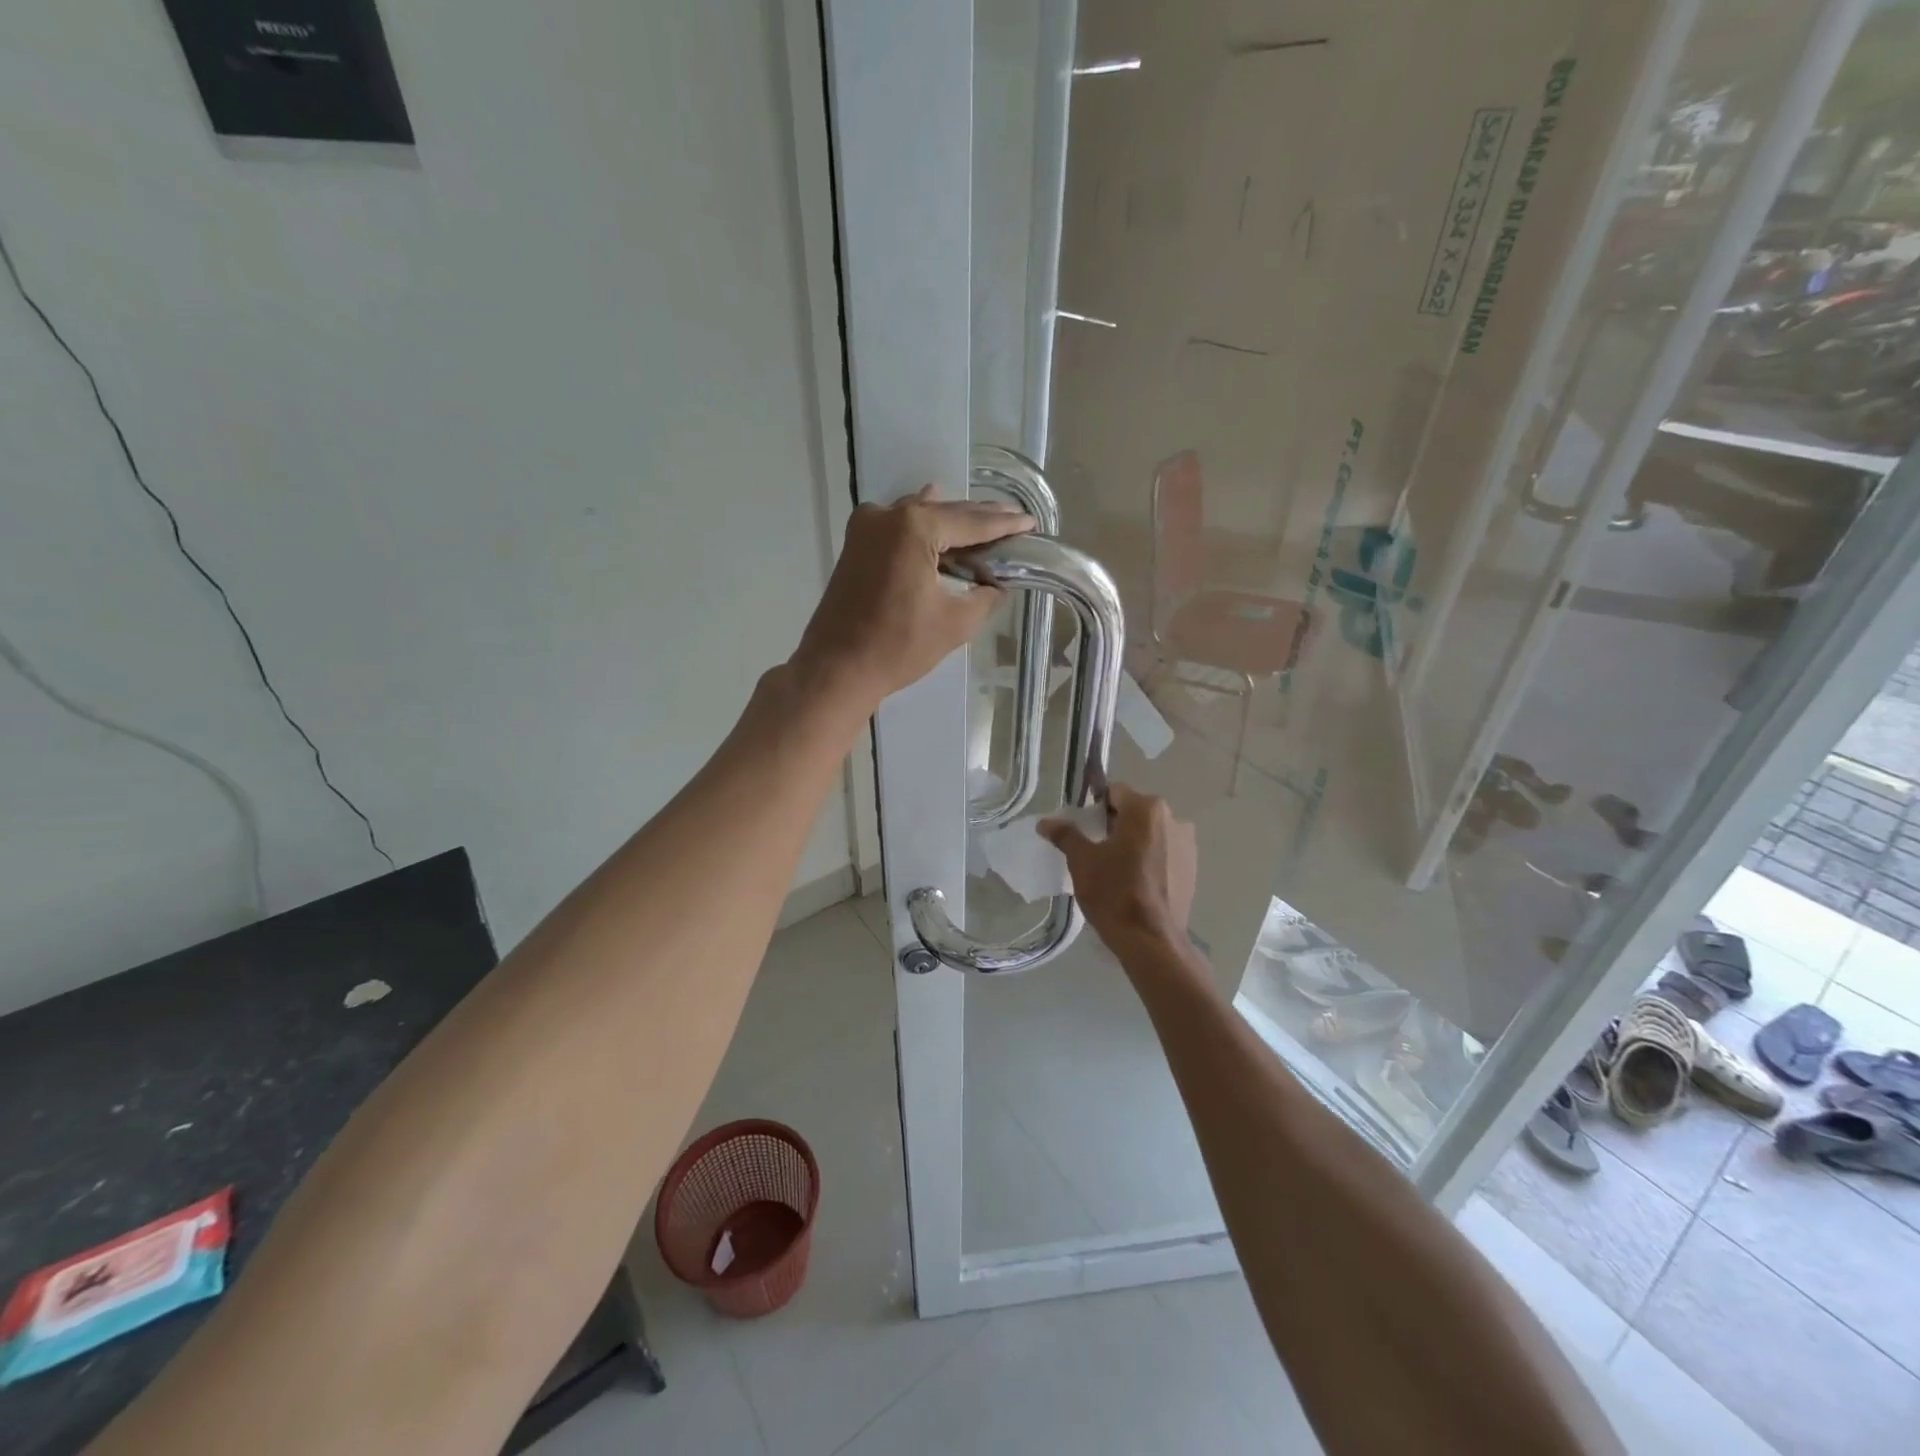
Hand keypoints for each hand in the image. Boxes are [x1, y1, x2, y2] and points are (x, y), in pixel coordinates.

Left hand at [792, 486, 1032, 715]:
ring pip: (919, 515)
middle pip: (945, 512)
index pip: (972, 523)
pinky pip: (897, 525)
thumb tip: (995, 585)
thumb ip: (984, 596)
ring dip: (950, 520)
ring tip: (982, 522)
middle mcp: (889, 516)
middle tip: (1013, 519)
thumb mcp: (955, 623)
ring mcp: (867, 527)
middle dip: (979, 518)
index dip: (1004, 524)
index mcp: (915, 528)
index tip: (1030, 522)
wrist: (837, 668)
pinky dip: (921, 526)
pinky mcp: (855, 544)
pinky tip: (935, 521)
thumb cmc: (899, 647)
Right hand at [1040, 784, 1196, 951]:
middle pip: (1135, 811)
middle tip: (1095, 850)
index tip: (1084, 829)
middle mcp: (1173, 818)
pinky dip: (1150, 859)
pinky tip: (1136, 883)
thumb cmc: (1113, 892)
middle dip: (1115, 825)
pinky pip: (1164, 853)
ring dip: (1134, 842)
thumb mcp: (1082, 861)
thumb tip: (1045, 822)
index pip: (1114, 792)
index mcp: (1146, 809)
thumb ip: (1065, 835)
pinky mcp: (1193, 868)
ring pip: (1151, 833)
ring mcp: (1187, 844)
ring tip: (1116, 869)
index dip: (1095, 807)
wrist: (1150, 940)